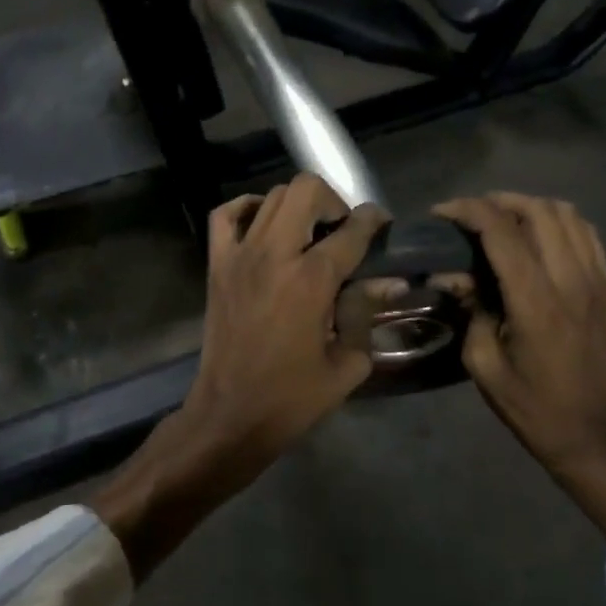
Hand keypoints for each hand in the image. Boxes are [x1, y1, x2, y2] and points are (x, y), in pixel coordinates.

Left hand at [92, 176, 387, 578]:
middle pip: (306, 190)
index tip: (382, 225)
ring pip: (272, 195)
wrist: (230, 415)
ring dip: (298, 206)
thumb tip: (388, 282)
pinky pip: (226, 214)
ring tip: (309, 233)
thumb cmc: (292, 397)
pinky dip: (248, 208)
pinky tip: (265, 224)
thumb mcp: (347, 363)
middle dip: (333, 201)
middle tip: (341, 230)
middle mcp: (275, 254)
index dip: (374, 221)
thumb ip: (366, 313)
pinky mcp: (217, 264)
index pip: (352, 229)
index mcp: (311, 279)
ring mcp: (240, 255)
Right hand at [434, 194, 605, 533]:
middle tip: (471, 216)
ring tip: (504, 220)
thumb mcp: (485, 365)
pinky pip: (588, 234)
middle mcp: (571, 280)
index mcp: (536, 301)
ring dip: (530, 207)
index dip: (468, 210)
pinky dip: (559, 222)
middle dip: (498, 202)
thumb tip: (455, 274)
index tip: (443, 213)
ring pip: (567, 214)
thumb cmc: (533, 406)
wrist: (594, 435)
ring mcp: (597, 280)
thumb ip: (471, 310)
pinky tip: (539, 236)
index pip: (502, 230)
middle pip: (538, 210)